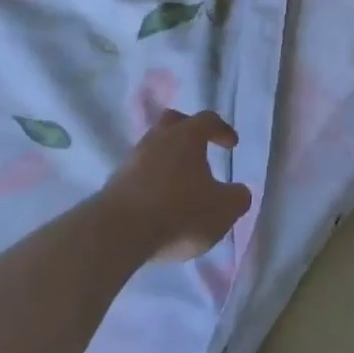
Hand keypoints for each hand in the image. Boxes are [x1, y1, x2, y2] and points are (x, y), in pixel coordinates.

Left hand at [105, 110, 253, 261]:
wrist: (119, 232)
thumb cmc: (179, 212)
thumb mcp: (222, 210)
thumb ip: (237, 198)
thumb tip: (240, 192)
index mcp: (187, 135)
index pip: (208, 120)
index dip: (222, 130)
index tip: (232, 144)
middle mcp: (158, 138)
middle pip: (173, 123)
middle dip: (188, 132)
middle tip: (199, 149)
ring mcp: (133, 158)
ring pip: (153, 148)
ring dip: (167, 160)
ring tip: (178, 182)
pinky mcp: (114, 182)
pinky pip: (139, 172)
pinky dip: (151, 181)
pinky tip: (157, 201)